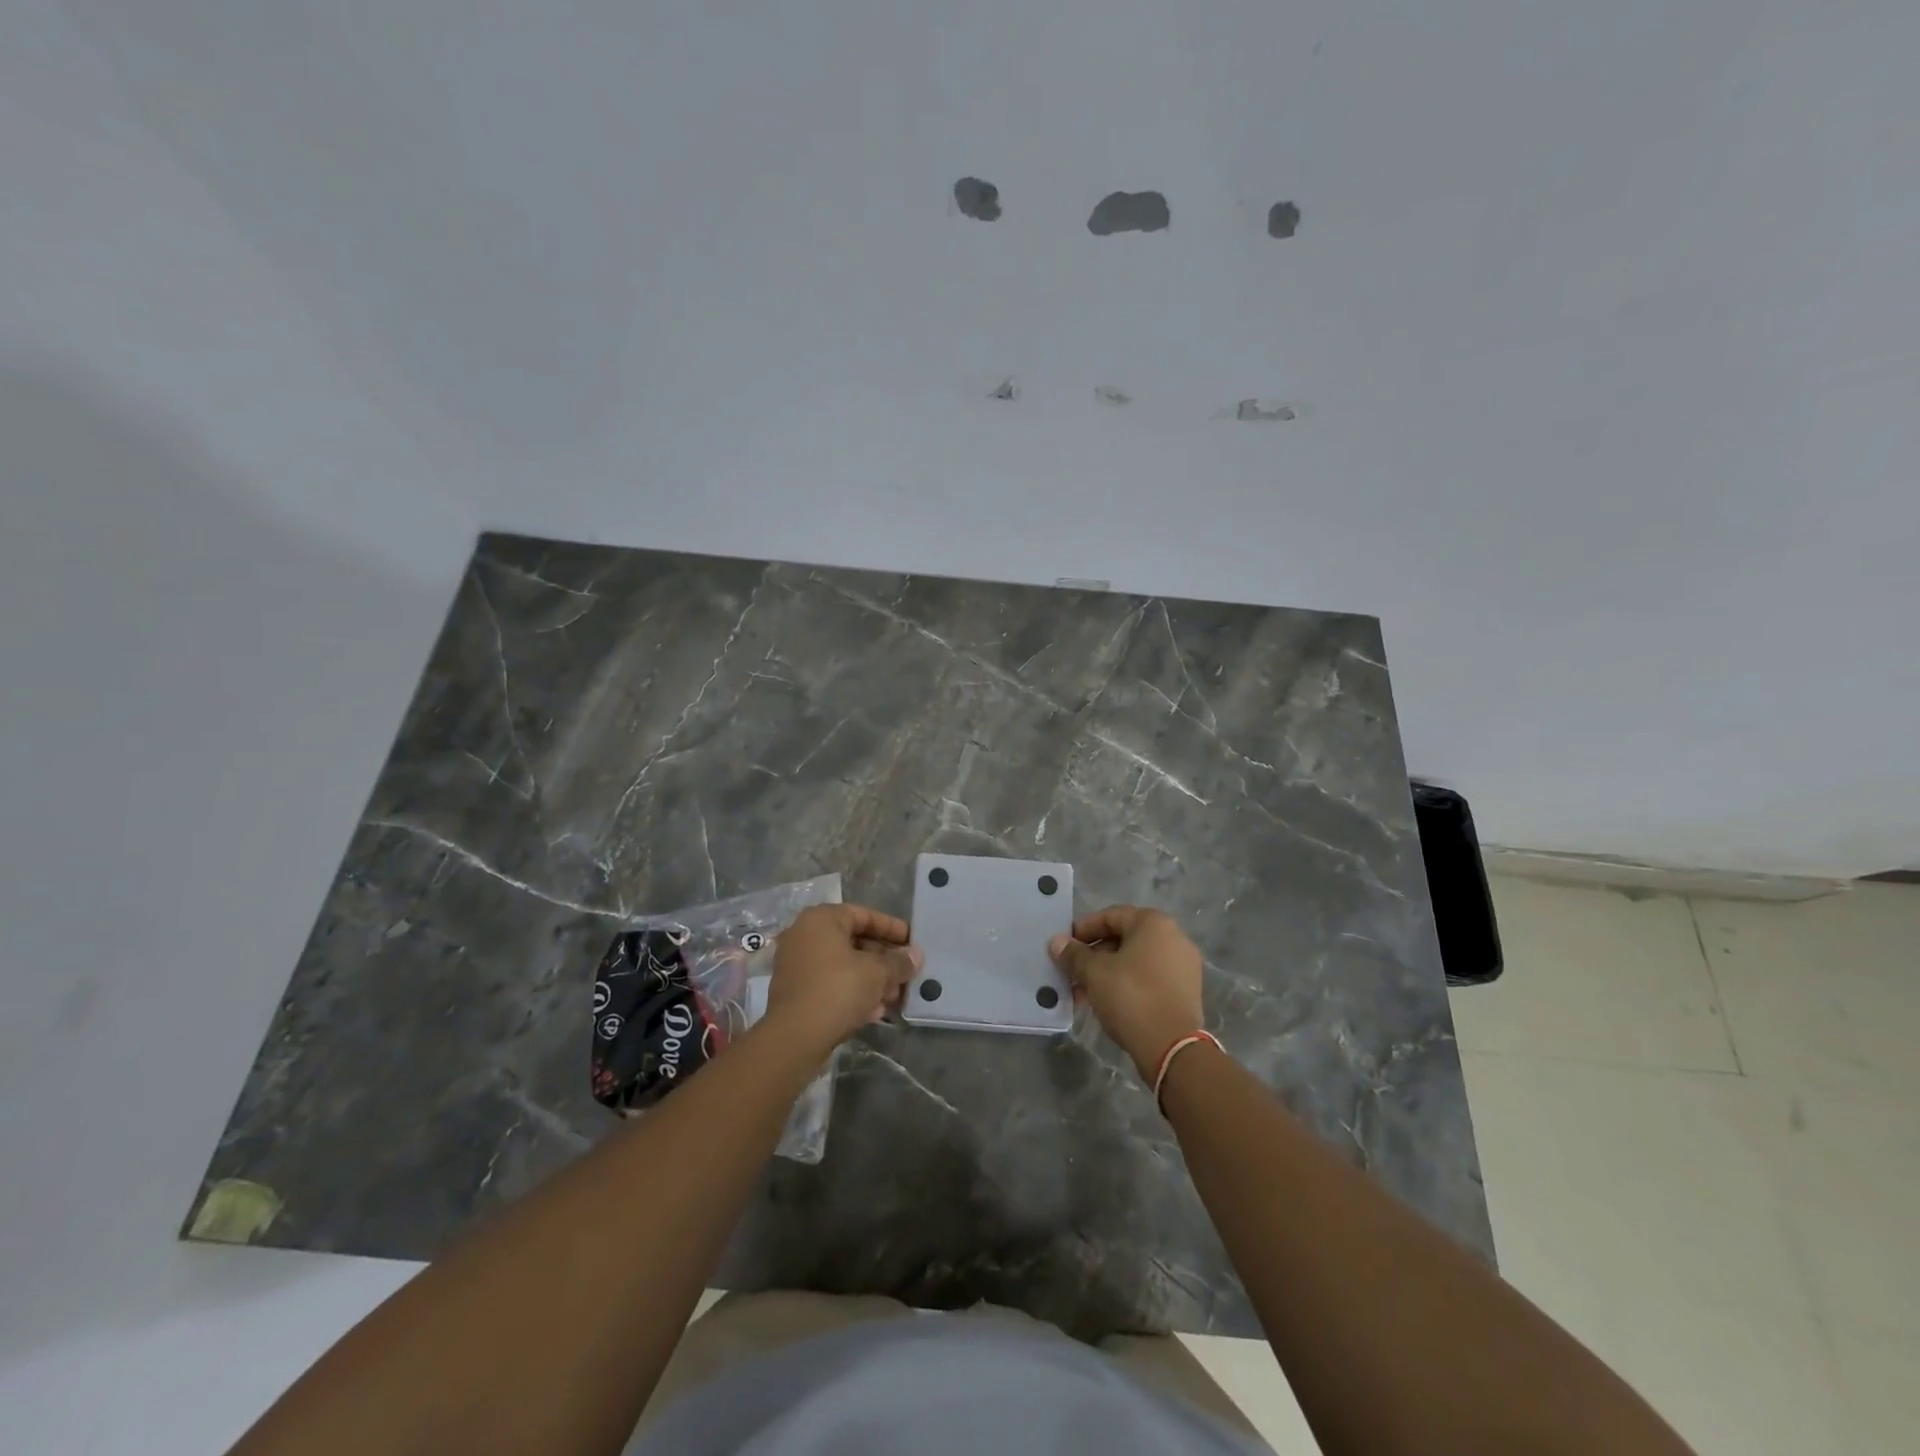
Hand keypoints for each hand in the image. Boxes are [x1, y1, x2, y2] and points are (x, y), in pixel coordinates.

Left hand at [764, 904, 919, 1054]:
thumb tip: (916, 956)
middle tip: (906, 974)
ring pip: (843, 965)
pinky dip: (853, 992)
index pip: (864, 915)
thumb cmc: (837, 990)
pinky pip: (830, 984)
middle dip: (884, 960)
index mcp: (821, 919)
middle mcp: (805, 935)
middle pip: (854, 941)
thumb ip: (899, 962)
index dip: (891, 928)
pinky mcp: (795, 992)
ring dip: (871, 980)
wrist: (793, 1038)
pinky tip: (874, 1012)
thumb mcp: (877, 973)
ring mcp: (797, 964)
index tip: (912, 942)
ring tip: (894, 997)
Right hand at [1050, 905, 1205, 1079]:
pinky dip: (1128, 985)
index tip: (1065, 947)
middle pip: (1124, 939)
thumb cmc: (1131, 997)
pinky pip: (1150, 978)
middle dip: (1094, 956)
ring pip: (1136, 961)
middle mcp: (1174, 937)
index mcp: (1154, 923)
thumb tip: (1056, 942)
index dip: (1083, 930)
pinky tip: (1107, 1003)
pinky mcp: (1186, 991)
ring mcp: (1184, 965)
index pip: (1110, 916)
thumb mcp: (1094, 973)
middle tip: (1073, 973)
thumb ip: (1074, 954)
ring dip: (1108, 973)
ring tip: (1085, 992)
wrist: (1172, 1048)